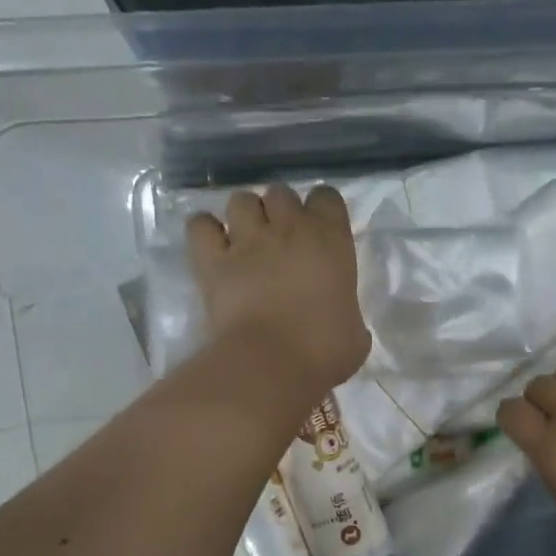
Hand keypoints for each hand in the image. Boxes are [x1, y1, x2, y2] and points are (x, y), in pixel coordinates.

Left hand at [186, 183, 370, 398]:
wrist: (272, 362)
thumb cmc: (324, 350)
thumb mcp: (355, 333)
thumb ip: (348, 313)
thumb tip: (343, 321)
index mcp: (331, 240)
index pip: (327, 196)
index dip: (322, 210)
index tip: (321, 231)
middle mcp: (288, 228)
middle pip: (280, 193)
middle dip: (280, 210)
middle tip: (282, 239)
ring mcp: (246, 240)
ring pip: (240, 200)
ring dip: (245, 216)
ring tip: (247, 241)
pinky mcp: (212, 259)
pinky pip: (200, 225)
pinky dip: (205, 231)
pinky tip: (213, 247)